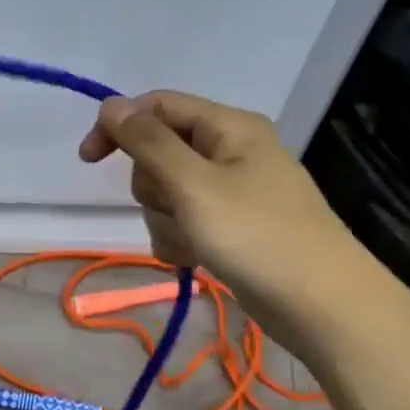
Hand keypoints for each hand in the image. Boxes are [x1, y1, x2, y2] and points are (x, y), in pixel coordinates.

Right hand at [78, 90, 358, 302]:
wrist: (322, 306)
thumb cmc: (257, 235)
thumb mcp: (193, 184)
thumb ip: (148, 142)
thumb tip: (112, 104)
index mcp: (228, 126)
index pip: (157, 106)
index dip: (119, 126)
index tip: (87, 160)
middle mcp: (230, 150)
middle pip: (159, 152)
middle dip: (154, 187)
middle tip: (177, 209)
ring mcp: (231, 191)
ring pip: (167, 192)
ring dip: (166, 219)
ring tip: (193, 242)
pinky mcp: (230, 226)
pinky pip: (184, 221)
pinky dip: (180, 239)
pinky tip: (196, 259)